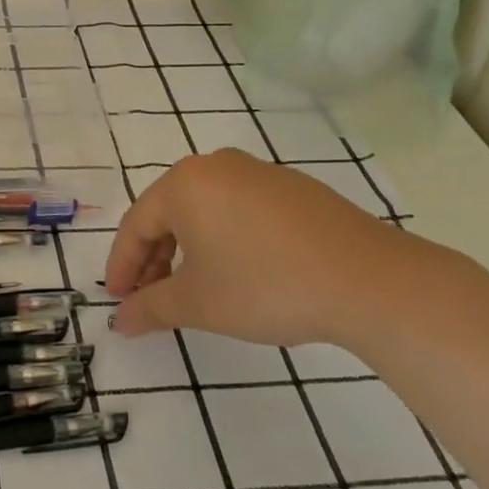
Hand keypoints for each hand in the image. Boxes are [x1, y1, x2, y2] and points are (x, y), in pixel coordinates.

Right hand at [105, 149, 441, 344]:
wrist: (369, 280)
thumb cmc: (266, 285)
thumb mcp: (199, 303)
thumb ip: (151, 308)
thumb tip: (121, 322)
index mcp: (184, 184)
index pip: (136, 224)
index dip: (122, 266)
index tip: (119, 300)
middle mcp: (215, 166)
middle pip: (169, 213)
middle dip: (154, 258)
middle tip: (149, 297)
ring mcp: (258, 172)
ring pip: (205, 210)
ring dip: (188, 249)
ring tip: (191, 287)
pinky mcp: (293, 188)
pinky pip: (239, 209)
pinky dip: (224, 238)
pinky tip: (236, 270)